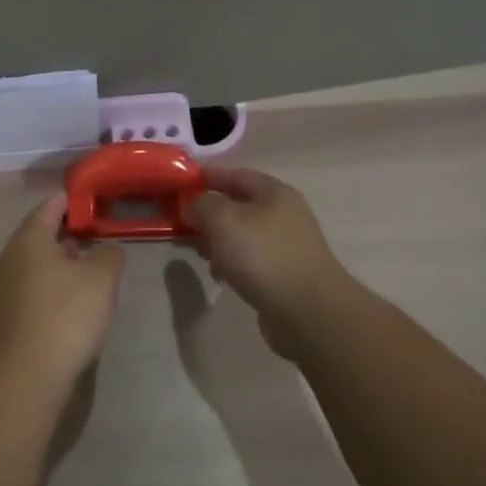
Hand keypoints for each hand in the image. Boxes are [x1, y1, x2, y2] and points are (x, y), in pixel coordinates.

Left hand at [0, 194, 124, 385]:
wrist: (26, 371)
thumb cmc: (65, 313)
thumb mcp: (101, 279)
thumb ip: (109, 256)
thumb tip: (107, 249)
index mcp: (29, 239)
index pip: (48, 207)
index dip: (70, 201)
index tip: (88, 199)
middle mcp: (9, 257)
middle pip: (38, 235)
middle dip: (64, 232)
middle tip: (91, 232)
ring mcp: (3, 288)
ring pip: (33, 263)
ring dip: (57, 261)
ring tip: (85, 265)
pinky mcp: (5, 315)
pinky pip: (31, 287)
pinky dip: (50, 284)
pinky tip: (70, 298)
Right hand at [186, 168, 358, 357]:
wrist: (307, 312)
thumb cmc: (263, 255)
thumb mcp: (222, 219)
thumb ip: (201, 204)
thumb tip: (193, 205)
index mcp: (274, 192)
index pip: (234, 174)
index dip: (206, 176)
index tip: (178, 183)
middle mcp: (283, 214)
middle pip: (237, 205)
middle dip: (207, 212)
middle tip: (180, 221)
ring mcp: (285, 246)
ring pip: (241, 234)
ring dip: (217, 239)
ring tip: (195, 250)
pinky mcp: (283, 274)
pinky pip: (249, 259)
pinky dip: (231, 262)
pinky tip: (218, 274)